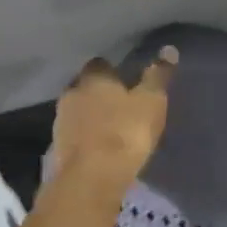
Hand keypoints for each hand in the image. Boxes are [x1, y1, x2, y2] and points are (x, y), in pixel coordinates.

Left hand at [52, 46, 177, 194]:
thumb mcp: (151, 102)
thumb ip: (158, 76)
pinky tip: (98, 148)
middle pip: (85, 87)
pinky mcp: (57, 148)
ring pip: (77, 111)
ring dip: (90, 116)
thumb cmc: (126, 132)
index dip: (112, 71)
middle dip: (98, 94)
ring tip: (109, 128)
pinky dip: (84, 137)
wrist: (92, 177)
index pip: (100, 64)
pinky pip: (74, 135)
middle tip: (118, 105)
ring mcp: (60, 121)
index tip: (125, 81)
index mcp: (93, 78)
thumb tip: (169, 49)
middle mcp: (71, 93)